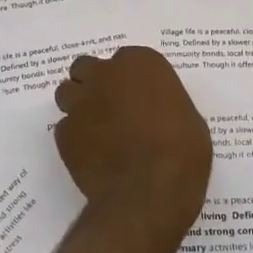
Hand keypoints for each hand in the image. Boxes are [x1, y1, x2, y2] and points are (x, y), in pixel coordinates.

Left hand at [54, 46, 211, 233]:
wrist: (149, 192)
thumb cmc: (181, 152)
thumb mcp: (188, 118)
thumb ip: (163, 103)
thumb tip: (155, 111)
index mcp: (139, 63)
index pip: (127, 59)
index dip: (130, 78)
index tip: (139, 96)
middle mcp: (104, 75)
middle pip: (87, 68)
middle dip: (95, 83)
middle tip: (111, 107)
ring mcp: (80, 103)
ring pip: (68, 93)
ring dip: (79, 105)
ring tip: (96, 129)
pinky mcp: (64, 133)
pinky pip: (66, 128)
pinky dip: (76, 137)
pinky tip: (92, 155)